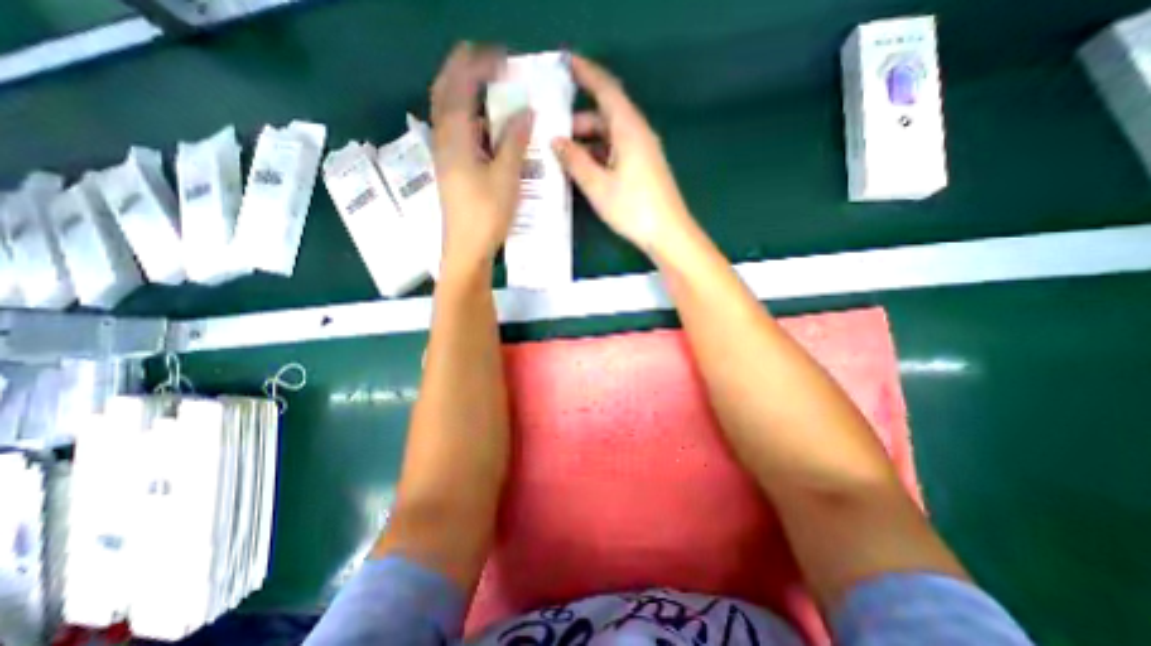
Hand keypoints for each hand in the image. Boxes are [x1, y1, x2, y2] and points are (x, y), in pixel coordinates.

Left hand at [432, 41, 534, 273]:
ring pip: (449, 113)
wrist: (467, 249)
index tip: (502, 58)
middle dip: (463, 71)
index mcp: (455, 137)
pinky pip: (456, 132)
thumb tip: (525, 111)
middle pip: (445, 93)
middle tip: (489, 63)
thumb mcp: (506, 177)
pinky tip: (485, 126)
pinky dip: (469, 118)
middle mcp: (443, 140)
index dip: (477, 66)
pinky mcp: (451, 170)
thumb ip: (513, 142)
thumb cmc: (487, 214)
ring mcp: (445, 156)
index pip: (459, 86)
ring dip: (465, 93)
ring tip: (489, 89)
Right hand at [552, 56, 696, 257]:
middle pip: (606, 115)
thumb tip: (556, 141)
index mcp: (628, 129)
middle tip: (552, 133)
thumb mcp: (598, 186)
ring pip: (610, 135)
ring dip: (587, 141)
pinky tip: (583, 169)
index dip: (586, 74)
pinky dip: (598, 154)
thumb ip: (575, 161)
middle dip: (578, 120)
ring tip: (562, 156)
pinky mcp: (643, 167)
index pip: (606, 89)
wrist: (668, 233)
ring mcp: (642, 151)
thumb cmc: (633, 208)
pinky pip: (616, 150)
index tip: (566, 64)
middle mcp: (637, 134)